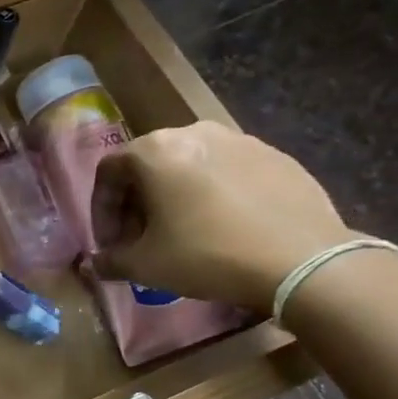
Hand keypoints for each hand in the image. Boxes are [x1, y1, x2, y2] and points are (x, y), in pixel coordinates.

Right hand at [90, 122, 357, 312]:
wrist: (301, 260)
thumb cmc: (206, 255)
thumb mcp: (145, 266)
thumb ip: (111, 261)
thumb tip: (95, 264)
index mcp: (156, 150)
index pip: (108, 171)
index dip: (101, 210)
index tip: (110, 243)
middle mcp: (195, 132)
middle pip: (149, 166)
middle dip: (137, 204)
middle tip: (141, 240)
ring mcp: (241, 140)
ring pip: (189, 167)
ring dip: (174, 198)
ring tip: (181, 234)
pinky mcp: (277, 156)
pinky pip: (228, 173)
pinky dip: (213, 196)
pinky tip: (223, 229)